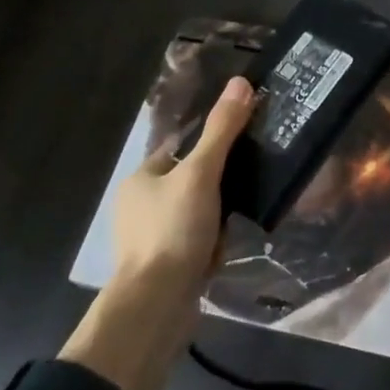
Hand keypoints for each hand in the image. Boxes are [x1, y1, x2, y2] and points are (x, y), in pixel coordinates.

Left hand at [62, 76, 257, 389]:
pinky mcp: (164, 266)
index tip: (243, 141)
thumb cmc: (173, 231)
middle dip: (218, 182)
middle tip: (250, 179)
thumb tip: (241, 82)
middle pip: (190, 179)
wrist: (156, 307)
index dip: (211, 142)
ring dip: (218, 213)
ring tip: (244, 212)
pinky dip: (212, 241)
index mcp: (141, 178)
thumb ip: (222, 130)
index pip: (181, 146)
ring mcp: (150, 238)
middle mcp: (140, 205)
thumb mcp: (201, 174)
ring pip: (195, 211)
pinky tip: (228, 245)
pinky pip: (195, 241)